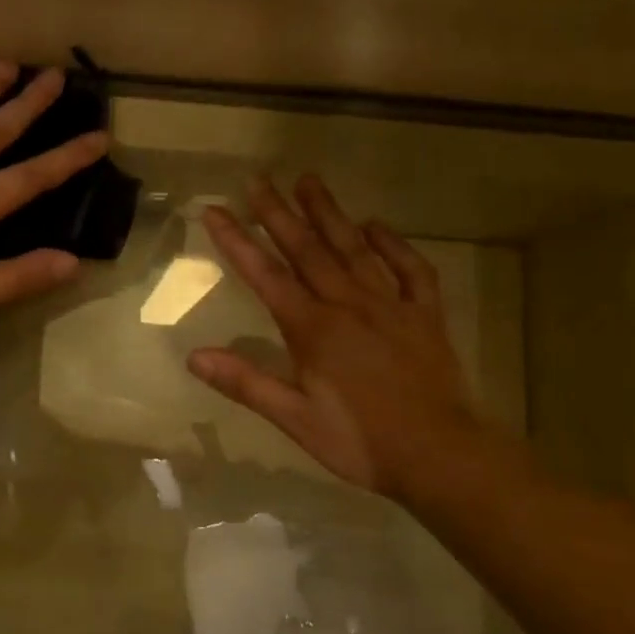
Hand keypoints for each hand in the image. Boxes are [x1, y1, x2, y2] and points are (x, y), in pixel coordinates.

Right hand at [188, 175, 499, 501]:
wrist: (440, 454)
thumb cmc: (360, 441)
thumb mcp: (294, 418)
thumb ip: (246, 383)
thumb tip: (194, 356)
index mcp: (313, 328)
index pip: (265, 275)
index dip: (237, 241)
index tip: (215, 209)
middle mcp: (348, 304)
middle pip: (307, 249)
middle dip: (278, 213)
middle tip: (258, 179)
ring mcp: (390, 304)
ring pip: (354, 248)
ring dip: (329, 213)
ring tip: (309, 181)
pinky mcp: (425, 315)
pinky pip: (411, 269)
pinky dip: (393, 245)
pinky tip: (376, 226)